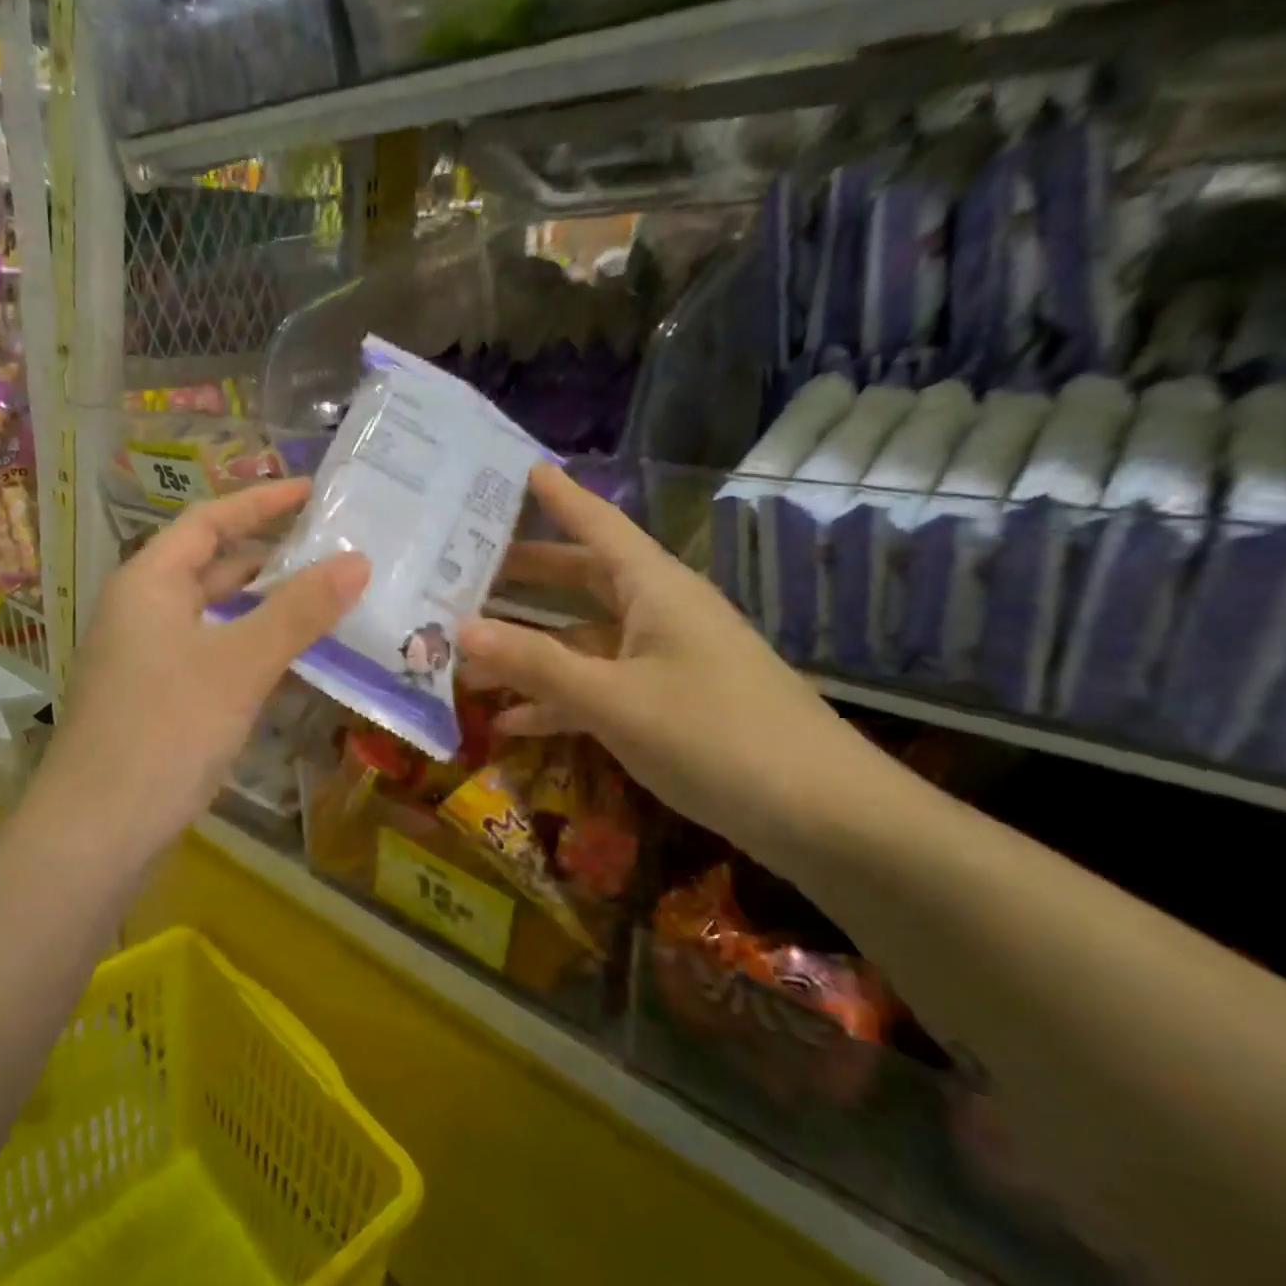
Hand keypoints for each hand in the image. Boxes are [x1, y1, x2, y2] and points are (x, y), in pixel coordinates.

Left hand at [30, 479, 368, 862]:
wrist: (98, 832)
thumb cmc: (166, 730)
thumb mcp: (240, 663)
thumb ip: (299, 610)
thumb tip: (357, 561)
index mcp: (149, 582)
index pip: (209, 521)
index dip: (261, 502)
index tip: (314, 493)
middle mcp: (142, 610)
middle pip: (212, 565)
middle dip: (271, 556)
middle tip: (334, 550)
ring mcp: (147, 657)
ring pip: (215, 614)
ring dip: (266, 605)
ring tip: (328, 598)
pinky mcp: (157, 698)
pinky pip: (213, 653)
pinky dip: (252, 646)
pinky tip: (293, 659)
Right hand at [460, 466, 890, 851]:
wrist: (825, 818)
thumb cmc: (717, 737)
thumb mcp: (615, 700)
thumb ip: (536, 664)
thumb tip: (461, 630)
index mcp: (655, 588)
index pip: (599, 523)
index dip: (561, 495)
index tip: (522, 467)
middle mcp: (659, 613)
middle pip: (582, 579)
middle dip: (526, 576)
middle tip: (466, 567)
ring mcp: (665, 661)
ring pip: (584, 640)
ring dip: (530, 650)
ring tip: (467, 657)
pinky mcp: (669, 705)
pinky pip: (600, 687)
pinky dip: (559, 699)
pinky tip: (513, 722)